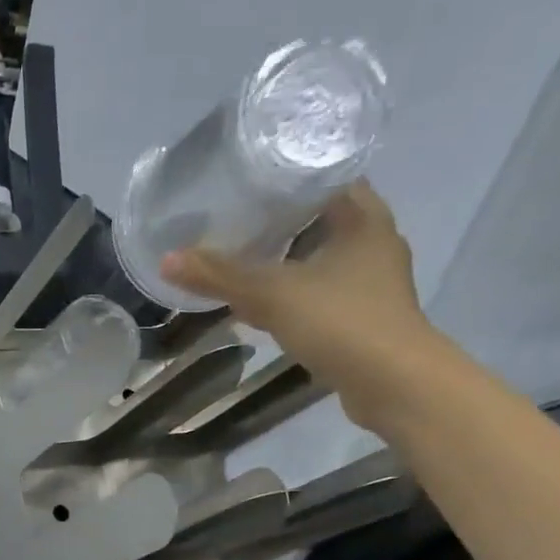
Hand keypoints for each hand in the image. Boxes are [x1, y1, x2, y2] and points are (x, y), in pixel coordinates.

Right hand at [162, 181, 446, 433]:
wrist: (392, 384)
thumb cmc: (340, 322)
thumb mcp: (272, 294)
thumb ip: (221, 276)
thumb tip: (167, 259)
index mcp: (364, 217)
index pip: (325, 176)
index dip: (286, 175)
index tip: (247, 181)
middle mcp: (374, 242)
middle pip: (321, 218)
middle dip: (281, 220)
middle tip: (235, 219)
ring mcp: (373, 282)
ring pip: (321, 258)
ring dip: (288, 260)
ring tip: (243, 259)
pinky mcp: (365, 317)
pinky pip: (323, 293)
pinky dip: (296, 294)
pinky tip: (267, 304)